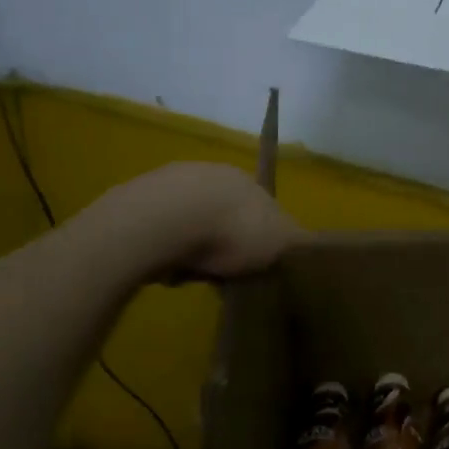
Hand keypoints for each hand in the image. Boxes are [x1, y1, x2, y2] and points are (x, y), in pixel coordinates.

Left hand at [105, 162, 306, 282]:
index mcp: (249, 182)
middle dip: (225, 244)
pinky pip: (162, 231)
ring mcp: (173, 183)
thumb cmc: (232, 230)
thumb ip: (296, 241)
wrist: (164, 220)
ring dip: (194, 248)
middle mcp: (213, 174)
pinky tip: (166, 266)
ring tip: (191, 274)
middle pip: (225, 215)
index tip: (257, 266)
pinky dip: (167, 248)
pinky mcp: (140, 199)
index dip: (263, 239)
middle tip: (223, 273)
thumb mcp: (280, 240)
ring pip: (192, 222)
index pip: (263, 210)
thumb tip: (307, 244)